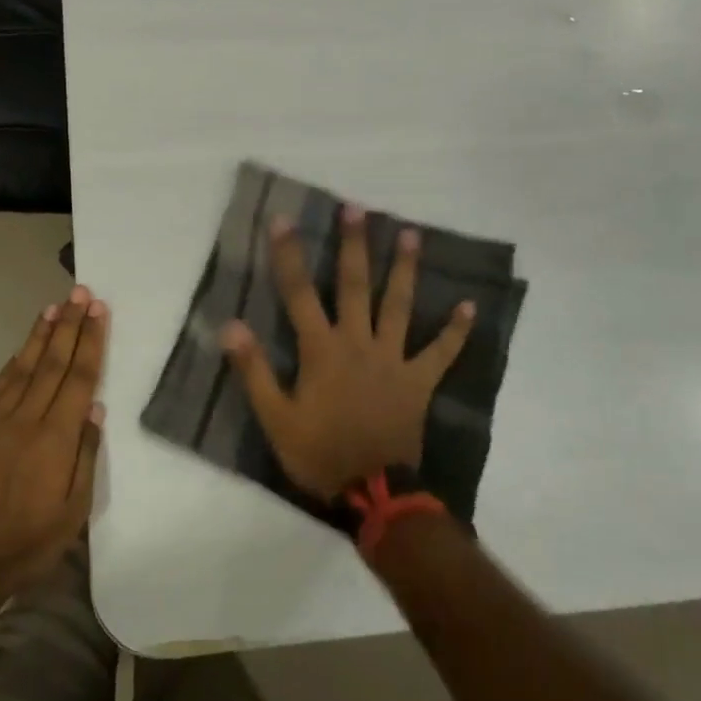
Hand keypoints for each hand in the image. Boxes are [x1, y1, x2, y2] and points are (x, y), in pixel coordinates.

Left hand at [0, 287, 106, 599]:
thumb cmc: (29, 541)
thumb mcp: (74, 511)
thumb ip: (86, 455)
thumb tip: (95, 408)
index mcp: (56, 438)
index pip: (78, 378)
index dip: (90, 342)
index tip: (98, 311)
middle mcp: (27, 419)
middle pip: (52, 362)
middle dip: (70, 326)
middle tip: (81, 293)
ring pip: (24, 367)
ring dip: (41, 334)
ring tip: (55, 306)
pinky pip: (0, 385)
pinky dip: (15, 361)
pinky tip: (24, 347)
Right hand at [222, 205, 474, 499]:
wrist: (373, 492)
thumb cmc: (319, 453)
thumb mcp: (275, 418)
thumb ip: (254, 370)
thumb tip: (231, 325)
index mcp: (322, 350)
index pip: (299, 293)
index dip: (288, 255)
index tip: (283, 220)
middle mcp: (359, 343)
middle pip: (355, 286)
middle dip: (354, 245)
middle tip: (357, 208)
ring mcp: (393, 360)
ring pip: (400, 306)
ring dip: (404, 269)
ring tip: (411, 234)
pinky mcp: (419, 381)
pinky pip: (441, 353)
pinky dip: (455, 331)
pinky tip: (469, 306)